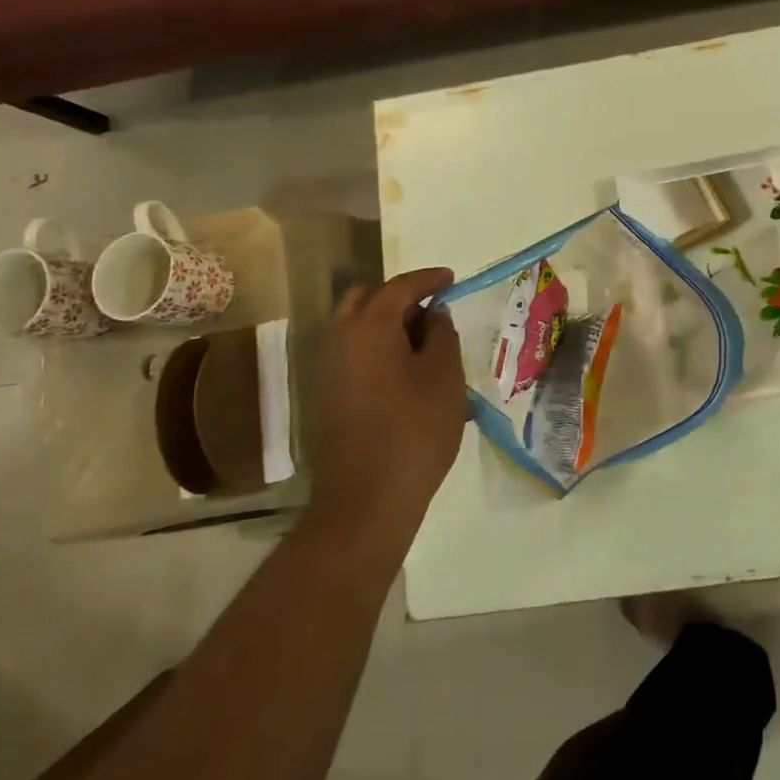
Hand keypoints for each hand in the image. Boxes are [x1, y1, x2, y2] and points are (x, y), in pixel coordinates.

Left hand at [306, 267, 468, 551]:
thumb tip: (434, 315)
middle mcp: (340, 339)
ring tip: (425, 344)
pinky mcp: (327, 397)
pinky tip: (407, 373)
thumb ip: (442, 335)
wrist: (366, 500)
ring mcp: (328, 370)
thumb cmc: (414, 430)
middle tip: (433, 312)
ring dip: (388, 325)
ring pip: (356, 328)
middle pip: (367, 300)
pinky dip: (378, 350)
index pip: (399, 287)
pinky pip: (354, 355)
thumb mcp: (444, 376)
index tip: (451, 279)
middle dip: (400, 298)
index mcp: (369, 326)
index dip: (428, 279)